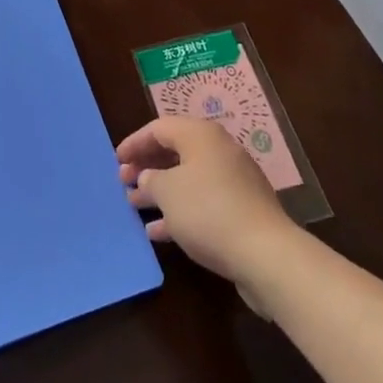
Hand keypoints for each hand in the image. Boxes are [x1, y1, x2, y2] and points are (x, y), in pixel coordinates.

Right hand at [119, 116, 299, 290]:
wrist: (266, 254)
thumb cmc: (208, 211)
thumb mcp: (167, 193)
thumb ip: (150, 180)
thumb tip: (148, 178)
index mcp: (200, 135)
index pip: (159, 128)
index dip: (135, 142)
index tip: (117, 160)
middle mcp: (218, 150)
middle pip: (175, 151)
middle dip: (147, 166)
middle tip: (125, 182)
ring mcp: (232, 180)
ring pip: (188, 178)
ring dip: (160, 191)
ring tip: (135, 206)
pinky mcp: (241, 209)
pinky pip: (202, 202)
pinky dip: (180, 211)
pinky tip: (159, 231)